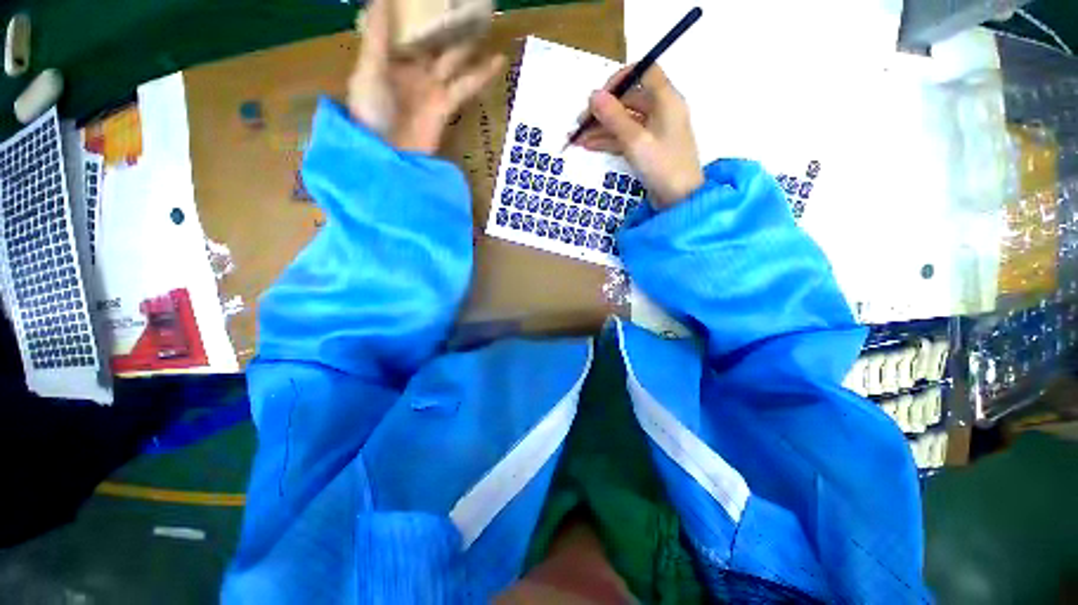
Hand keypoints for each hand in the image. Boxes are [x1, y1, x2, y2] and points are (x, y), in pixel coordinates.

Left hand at [348, 0, 504, 153]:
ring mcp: (433, 88)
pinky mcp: (447, 105)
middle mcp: (415, 69)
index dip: (421, 14)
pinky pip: (467, 86)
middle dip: (449, 27)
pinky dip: (482, 75)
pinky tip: (498, 61)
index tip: (438, 0)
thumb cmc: (372, 110)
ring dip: (470, 47)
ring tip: (486, 26)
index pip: (409, 29)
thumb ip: (377, 36)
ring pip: (455, 62)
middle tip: (467, 8)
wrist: (390, 154)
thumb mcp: (369, 70)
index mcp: (392, 57)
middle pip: (435, 43)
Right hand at [575, 65, 703, 208]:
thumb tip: (593, 95)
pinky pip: (625, 138)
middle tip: (580, 124)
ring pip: (623, 122)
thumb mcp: (635, 141)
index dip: (620, 78)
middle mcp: (660, 110)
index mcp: (666, 99)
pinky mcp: (646, 148)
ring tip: (577, 139)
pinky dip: (608, 141)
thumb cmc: (662, 166)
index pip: (644, 71)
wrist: (678, 200)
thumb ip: (614, 117)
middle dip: (603, 111)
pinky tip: (589, 146)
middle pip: (628, 100)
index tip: (599, 95)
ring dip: (601, 128)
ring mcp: (653, 131)